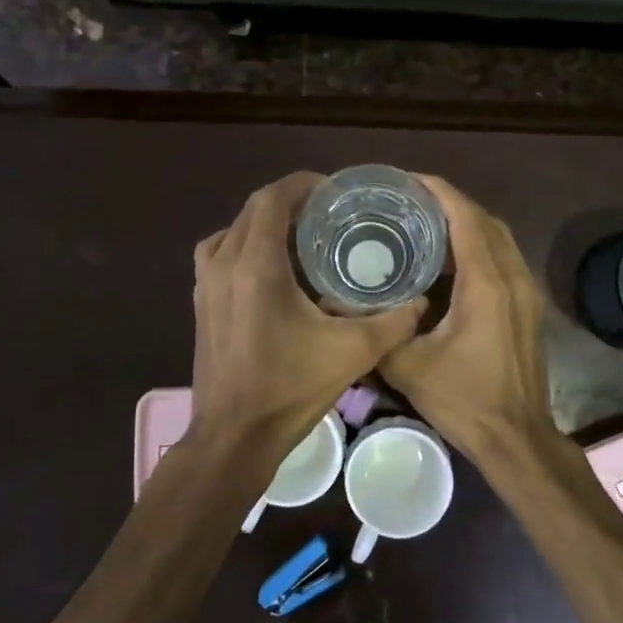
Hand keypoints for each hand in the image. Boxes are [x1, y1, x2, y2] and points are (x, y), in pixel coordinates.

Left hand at [190, 173, 423, 453]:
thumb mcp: (353, 353)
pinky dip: (245, 249)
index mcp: (256, 264)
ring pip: (233, 232)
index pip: (272, 198)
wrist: (234, 437)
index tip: (334, 191)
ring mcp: (205, 285)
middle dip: (289, 204)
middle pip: (252, 211)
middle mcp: (223, 263)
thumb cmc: (289, 389)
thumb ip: (394, 322)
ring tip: (301, 239)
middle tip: (328, 215)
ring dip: (265, 226)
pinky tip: (274, 274)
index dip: (303, 185)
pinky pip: (220, 256)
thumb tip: (421, 302)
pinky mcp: (201, 305)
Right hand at [379, 176, 561, 463]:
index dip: (438, 191)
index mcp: (486, 283)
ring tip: (425, 223)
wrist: (516, 438)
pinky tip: (448, 261)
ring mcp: (526, 292)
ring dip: (467, 224)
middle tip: (409, 202)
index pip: (465, 218)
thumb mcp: (407, 366)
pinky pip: (504, 259)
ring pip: (499, 239)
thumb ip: (372, 329)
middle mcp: (513, 277)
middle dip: (450, 203)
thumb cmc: (464, 401)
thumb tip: (333, 304)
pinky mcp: (528, 308)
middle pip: (485, 221)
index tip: (407, 181)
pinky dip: (479, 247)